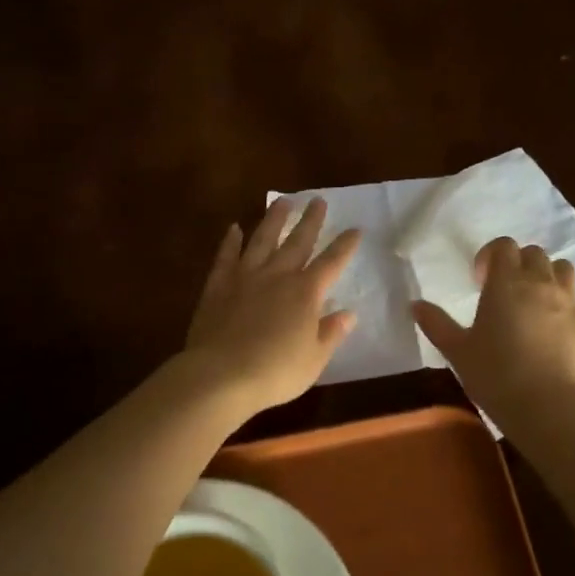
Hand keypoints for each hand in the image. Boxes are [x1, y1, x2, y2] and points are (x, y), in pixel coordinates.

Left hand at [182, 197, 360, 415]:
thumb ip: (331, 333)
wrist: (221, 375)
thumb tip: (348, 313)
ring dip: (274, 219)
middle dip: (311, 220)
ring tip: (282, 200)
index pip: (332, 262)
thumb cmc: (275, 372)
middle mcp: (278, 275)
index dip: (345, 245)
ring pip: (262, 239)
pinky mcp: (218, 285)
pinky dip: (231, 241)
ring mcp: (246, 276)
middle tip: (318, 200)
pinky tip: (234, 228)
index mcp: (306, 293)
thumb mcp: (314, 360)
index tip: (356, 228)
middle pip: (298, 241)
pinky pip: (226, 256)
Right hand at [414, 237, 574, 417]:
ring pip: (563, 269)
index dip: (490, 256)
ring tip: (535, 302)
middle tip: (505, 292)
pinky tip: (554, 329)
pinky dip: (566, 304)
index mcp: (507, 282)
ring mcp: (571, 302)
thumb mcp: (458, 351)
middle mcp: (542, 283)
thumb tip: (414, 304)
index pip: (504, 246)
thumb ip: (436, 324)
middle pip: (534, 254)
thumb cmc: (496, 375)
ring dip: (547, 276)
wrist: (550, 408)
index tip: (480, 281)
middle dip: (518, 265)